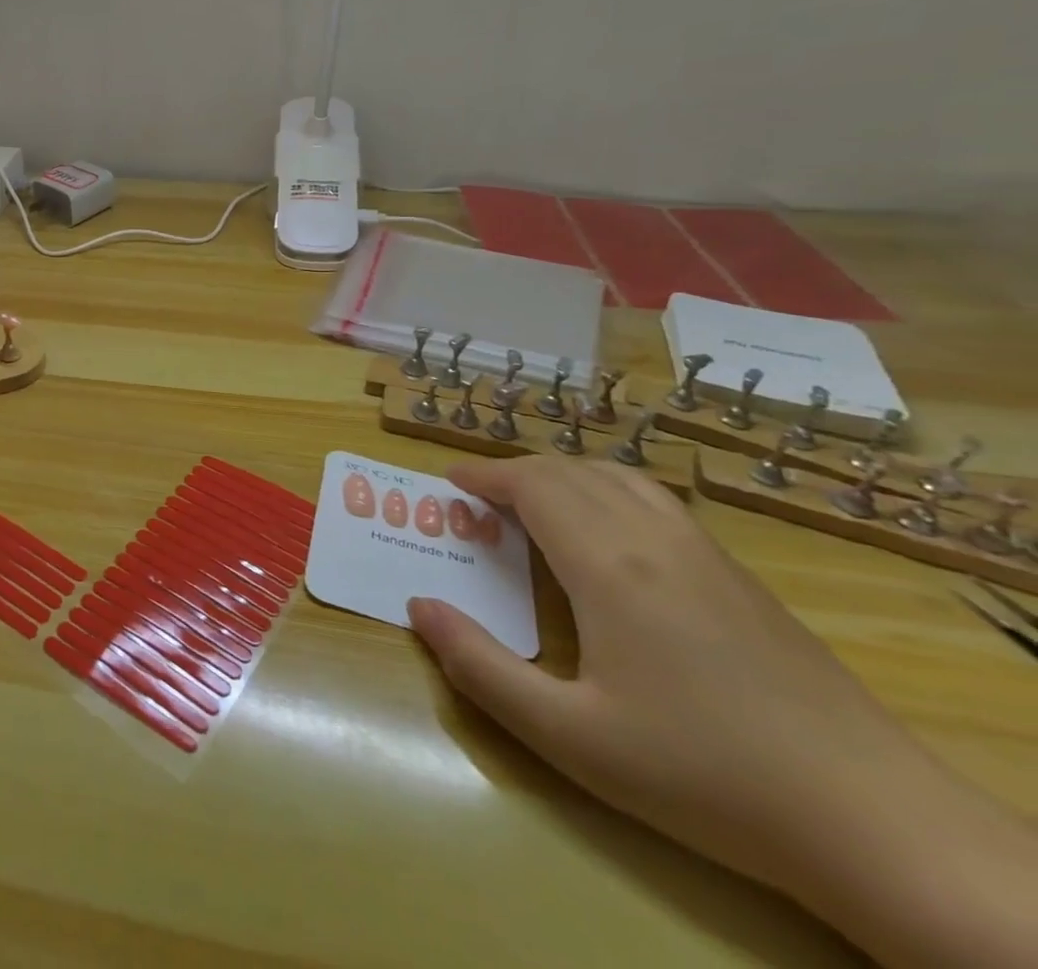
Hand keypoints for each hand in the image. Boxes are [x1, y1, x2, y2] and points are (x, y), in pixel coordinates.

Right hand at [405, 456, 934, 894]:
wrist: (877, 823)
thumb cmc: (704, 775)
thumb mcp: (570, 736)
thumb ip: (481, 667)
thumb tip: (419, 608)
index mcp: (609, 565)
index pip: (534, 485)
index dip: (485, 474)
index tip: (450, 483)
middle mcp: (654, 539)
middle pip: (572, 472)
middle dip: (514, 472)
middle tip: (478, 499)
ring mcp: (706, 554)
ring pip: (619, 478)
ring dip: (564, 476)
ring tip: (534, 504)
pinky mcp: (742, 578)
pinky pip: (656, 502)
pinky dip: (608, 493)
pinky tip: (609, 537)